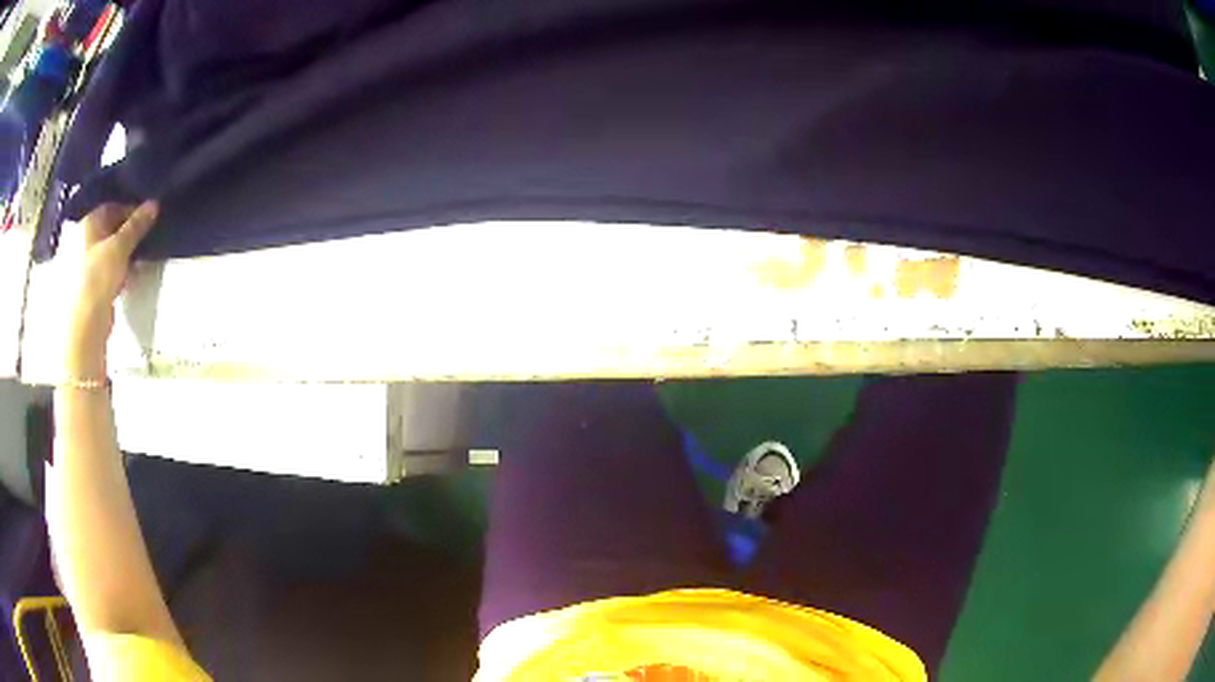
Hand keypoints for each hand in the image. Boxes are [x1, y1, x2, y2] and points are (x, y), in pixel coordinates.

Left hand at [65, 202, 157, 376]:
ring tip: (137, 260)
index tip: (147, 218)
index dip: (130, 210)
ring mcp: (83, 265)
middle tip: (144, 239)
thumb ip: (137, 225)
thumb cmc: (97, 277)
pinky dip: (116, 272)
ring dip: (122, 255)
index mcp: (87, 223)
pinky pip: (105, 272)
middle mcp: (82, 240)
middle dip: (126, 234)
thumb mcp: (120, 247)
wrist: (84, 325)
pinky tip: (126, 280)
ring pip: (108, 251)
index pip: (112, 207)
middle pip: (109, 229)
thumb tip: (154, 204)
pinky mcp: (88, 287)